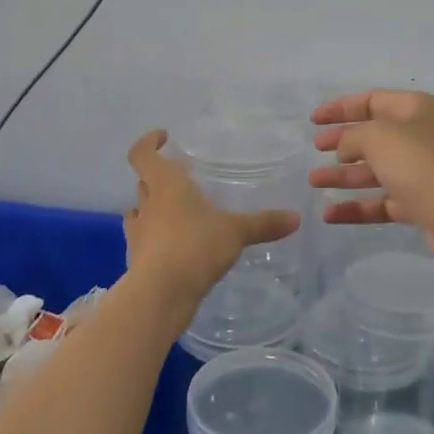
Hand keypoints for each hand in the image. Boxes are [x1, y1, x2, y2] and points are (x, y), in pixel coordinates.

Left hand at [123, 130, 299, 316]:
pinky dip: (153, 238)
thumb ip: (264, 223)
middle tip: (180, 178)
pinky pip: (142, 240)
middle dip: (156, 176)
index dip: (148, 142)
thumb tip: (296, 218)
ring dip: (150, 208)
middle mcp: (148, 204)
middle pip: (143, 181)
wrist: (160, 295)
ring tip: (173, 211)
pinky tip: (172, 246)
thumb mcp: (236, 232)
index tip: (163, 138)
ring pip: (139, 211)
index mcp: (166, 184)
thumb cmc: (195, 247)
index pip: (142, 154)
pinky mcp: (136, 260)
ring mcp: (138, 233)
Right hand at [308, 91, 433, 286]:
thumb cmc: (422, 165)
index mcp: (415, 110)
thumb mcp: (379, 137)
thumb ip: (353, 136)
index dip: (341, 108)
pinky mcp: (420, 206)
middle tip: (315, 149)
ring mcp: (420, 174)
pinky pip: (380, 203)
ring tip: (313, 182)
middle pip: (373, 136)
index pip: (372, 101)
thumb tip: (345, 148)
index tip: (313, 120)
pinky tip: (329, 215)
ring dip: (344, 176)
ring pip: (374, 171)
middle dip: (342, 142)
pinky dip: (356, 207)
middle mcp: (419, 137)